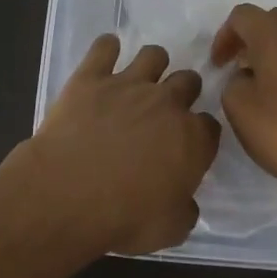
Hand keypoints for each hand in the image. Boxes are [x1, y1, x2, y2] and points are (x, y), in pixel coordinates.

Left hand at [22, 35, 219, 255]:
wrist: (66, 195)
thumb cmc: (123, 218)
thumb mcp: (169, 230)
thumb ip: (185, 210)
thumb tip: (186, 202)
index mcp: (192, 138)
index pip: (210, 126)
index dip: (201, 135)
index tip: (189, 146)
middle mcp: (167, 103)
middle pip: (188, 81)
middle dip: (183, 92)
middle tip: (166, 111)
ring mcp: (128, 84)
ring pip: (154, 55)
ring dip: (153, 65)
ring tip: (140, 79)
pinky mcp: (91, 77)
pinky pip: (104, 48)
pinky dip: (107, 48)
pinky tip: (105, 56)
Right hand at [210, 4, 276, 202]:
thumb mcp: (240, 111)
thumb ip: (233, 84)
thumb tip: (246, 76)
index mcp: (275, 35)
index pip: (243, 15)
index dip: (225, 36)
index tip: (219, 65)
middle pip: (275, 19)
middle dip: (254, 38)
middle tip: (243, 68)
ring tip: (272, 84)